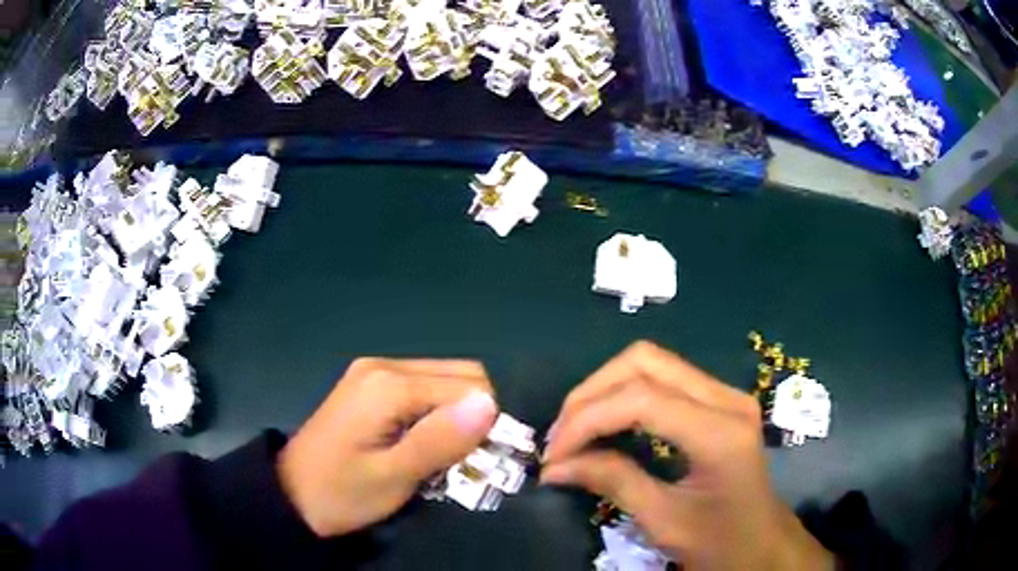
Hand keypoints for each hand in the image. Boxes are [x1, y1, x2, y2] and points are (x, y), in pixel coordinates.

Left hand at [277, 358, 498, 536]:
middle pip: (459, 375)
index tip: (489, 460)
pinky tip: (428, 440)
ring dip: (458, 414)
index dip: (489, 421)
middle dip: (476, 414)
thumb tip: (490, 404)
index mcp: (389, 384)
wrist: (290, 494)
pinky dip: (438, 412)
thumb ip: (439, 440)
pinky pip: (423, 387)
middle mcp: (384, 365)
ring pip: (444, 380)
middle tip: (472, 459)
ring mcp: (374, 371)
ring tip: (451, 453)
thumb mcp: (393, 477)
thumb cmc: (341, 492)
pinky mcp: (369, 384)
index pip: (468, 386)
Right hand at [541, 342, 833, 570]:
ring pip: (651, 362)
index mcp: (720, 433)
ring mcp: (726, 394)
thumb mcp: (664, 521)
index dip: (587, 420)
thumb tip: (554, 466)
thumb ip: (612, 482)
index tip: (554, 456)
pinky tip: (606, 424)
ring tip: (575, 430)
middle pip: (644, 361)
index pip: (641, 399)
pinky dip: (624, 395)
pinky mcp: (719, 401)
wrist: (763, 544)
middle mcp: (726, 398)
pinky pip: (663, 379)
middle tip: (561, 437)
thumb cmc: (720, 543)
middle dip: (591, 394)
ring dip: (604, 390)